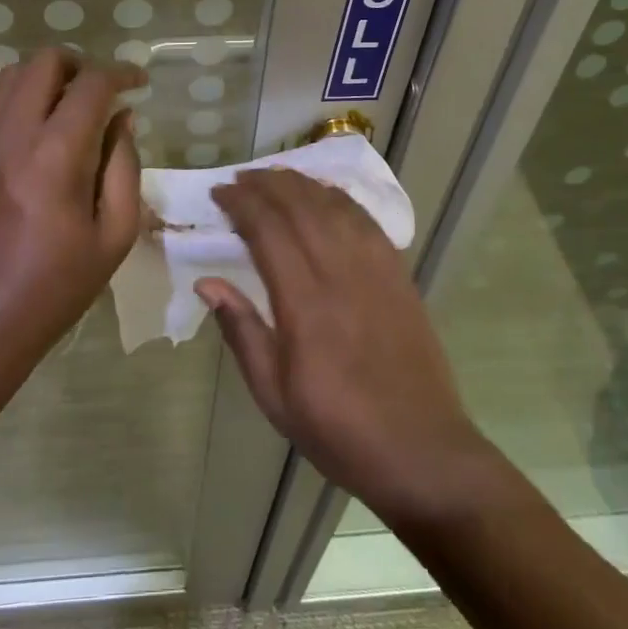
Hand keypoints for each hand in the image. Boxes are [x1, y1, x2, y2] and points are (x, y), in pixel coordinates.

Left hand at [0, 48, 143, 370]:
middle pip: (45, 62)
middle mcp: (13, 135)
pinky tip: (34, 123)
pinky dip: (17, 95)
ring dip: (47, 77)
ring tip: (69, 104)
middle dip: (81, 65)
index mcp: (56, 156)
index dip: (121, 74)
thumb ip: (124, 165)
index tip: (139, 83)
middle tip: (102, 92)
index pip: (91, 85)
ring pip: (12, 73)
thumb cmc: (59, 282)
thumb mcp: (115, 233)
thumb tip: (123, 117)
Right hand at [198, 168, 490, 526]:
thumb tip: (207, 283)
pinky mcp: (399, 274)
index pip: (268, 231)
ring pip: (334, 205)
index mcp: (305, 305)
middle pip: (300, 206)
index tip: (220, 193)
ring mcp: (375, 270)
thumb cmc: (338, 429)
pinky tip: (324, 195)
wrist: (420, 451)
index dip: (241, 203)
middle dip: (267, 184)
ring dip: (301, 183)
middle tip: (240, 179)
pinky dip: (339, 198)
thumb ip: (241, 332)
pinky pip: (366, 220)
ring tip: (275, 177)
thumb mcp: (274, 395)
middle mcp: (340, 274)